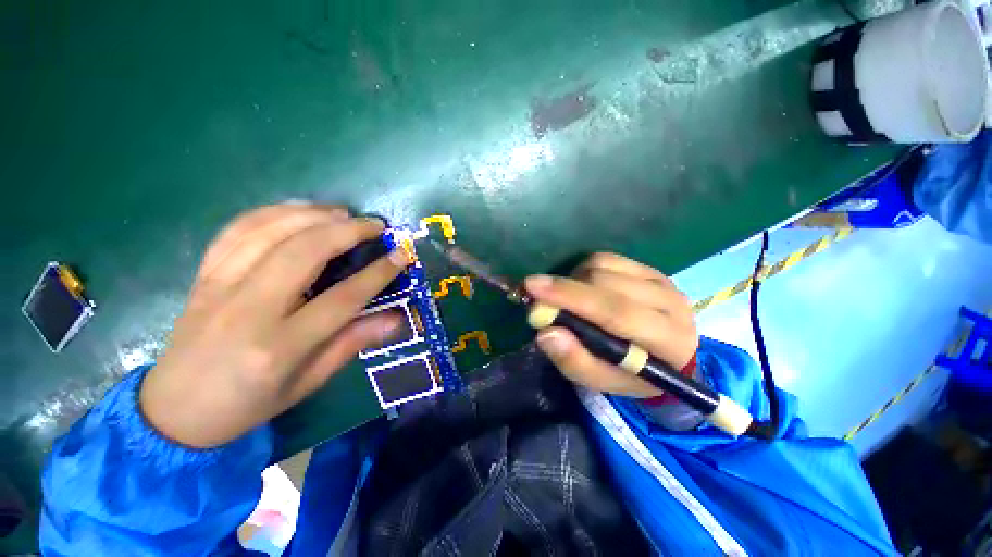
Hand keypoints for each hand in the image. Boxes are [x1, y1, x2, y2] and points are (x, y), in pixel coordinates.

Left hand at [139, 204, 410, 447]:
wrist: (175, 411)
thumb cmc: (249, 404)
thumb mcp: (309, 382)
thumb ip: (353, 343)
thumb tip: (396, 318)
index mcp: (280, 346)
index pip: (342, 298)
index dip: (378, 273)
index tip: (402, 254)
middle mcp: (248, 310)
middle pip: (303, 252)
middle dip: (347, 231)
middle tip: (375, 226)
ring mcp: (219, 287)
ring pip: (269, 231)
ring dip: (312, 214)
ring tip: (343, 213)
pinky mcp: (203, 275)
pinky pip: (237, 230)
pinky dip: (272, 212)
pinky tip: (298, 210)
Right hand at [525, 252, 697, 398]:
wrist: (666, 356)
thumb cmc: (630, 374)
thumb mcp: (601, 380)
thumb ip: (575, 361)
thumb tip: (545, 332)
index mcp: (667, 341)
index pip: (615, 311)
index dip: (571, 297)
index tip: (532, 287)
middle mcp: (670, 304)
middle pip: (606, 283)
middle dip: (564, 287)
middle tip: (534, 294)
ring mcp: (661, 281)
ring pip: (603, 266)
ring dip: (574, 280)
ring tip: (567, 299)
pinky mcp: (649, 269)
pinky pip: (606, 258)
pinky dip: (584, 270)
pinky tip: (582, 287)